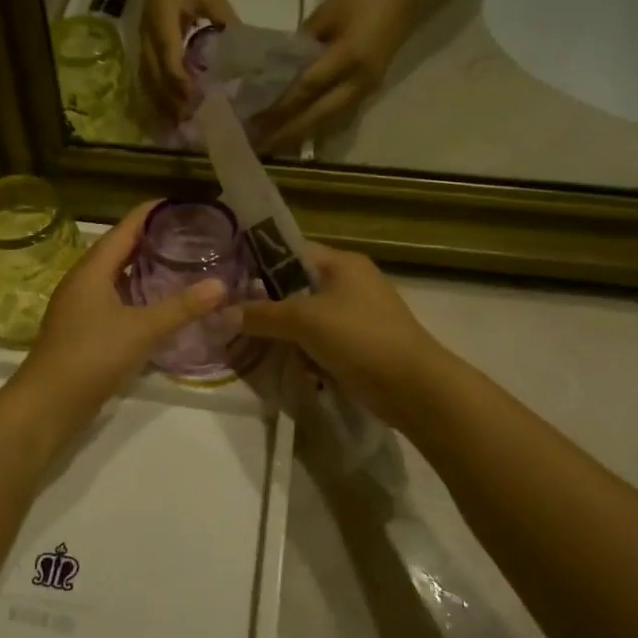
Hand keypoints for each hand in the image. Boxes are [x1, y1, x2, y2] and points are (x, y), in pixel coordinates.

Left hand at [12, 202, 228, 439]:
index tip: (181, 204)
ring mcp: (79, 305)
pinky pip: (113, 298)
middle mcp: (83, 280)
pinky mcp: (82, 328)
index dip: (151, 213)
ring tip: (178, 262)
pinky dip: (135, 292)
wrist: (48, 403)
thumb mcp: (142, 329)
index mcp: (92, 269)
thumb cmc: (92, 355)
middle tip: (189, 234)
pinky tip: (156, 303)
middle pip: (119, 248)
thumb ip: (182, 307)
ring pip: (115, 275)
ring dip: (143, 267)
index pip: (125, 228)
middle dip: (151, 239)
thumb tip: (221, 285)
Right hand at [141, 0, 237, 121]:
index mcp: (163, 20)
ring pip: (146, 77)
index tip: (196, 100)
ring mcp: (143, 38)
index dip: (180, 82)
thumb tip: (246, 52)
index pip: (169, 58)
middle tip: (186, 122)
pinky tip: (168, 104)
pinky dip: (156, 91)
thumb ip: (226, 21)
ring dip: (159, 100)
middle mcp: (148, 33)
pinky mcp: (145, 42)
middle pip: (153, 74)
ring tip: (175, 121)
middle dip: (169, 99)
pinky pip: (147, 72)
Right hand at [237, 244, 446, 423]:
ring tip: (249, 342)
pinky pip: (320, 340)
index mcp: (341, 262)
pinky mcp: (359, 343)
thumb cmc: (359, 338)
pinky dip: (302, 349)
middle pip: (295, 285)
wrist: (414, 387)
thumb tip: (222, 314)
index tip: (227, 279)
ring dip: (282, 330)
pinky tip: (280, 362)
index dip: (258, 262)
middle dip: (266, 302)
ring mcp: (356, 314)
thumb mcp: (304, 321)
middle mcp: (349, 281)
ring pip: (306, 315)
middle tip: (232, 316)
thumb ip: (261, 315)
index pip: (290, 250)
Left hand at [256, 0, 419, 154]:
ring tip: (273, 146)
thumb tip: (277, 67)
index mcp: (348, 56)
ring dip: (300, 135)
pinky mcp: (369, 90)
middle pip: (318, 114)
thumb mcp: (326, 12)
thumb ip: (302, 42)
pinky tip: (297, 135)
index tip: (255, 119)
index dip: (281, 106)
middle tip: (259, 146)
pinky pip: (339, 116)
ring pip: (329, 121)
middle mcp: (359, 80)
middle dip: (287, 132)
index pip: (308, 87)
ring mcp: (367, 88)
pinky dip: (316, 127)